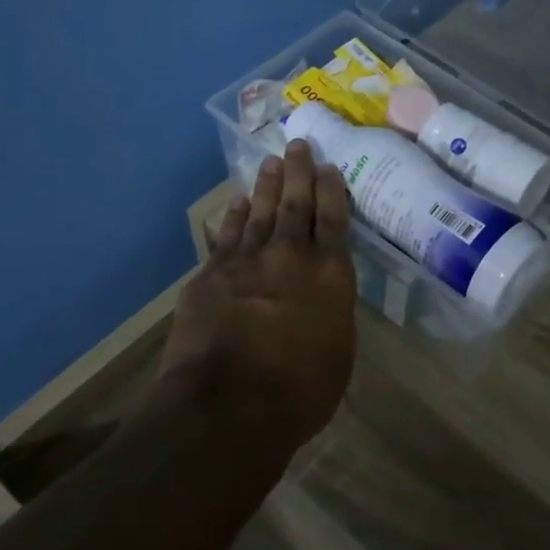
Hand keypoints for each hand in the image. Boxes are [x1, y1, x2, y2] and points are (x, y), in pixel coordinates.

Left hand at [159, 141, 357, 453]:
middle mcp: (290, 256)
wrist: (229, 405)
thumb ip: (332, 312)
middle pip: (295, 204)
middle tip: (299, 144)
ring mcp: (246, 260)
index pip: (334, 220)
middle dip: (299, 172)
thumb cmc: (300, 392)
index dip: (332, 190)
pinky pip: (226, 234)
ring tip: (271, 162)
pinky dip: (234, 215)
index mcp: (330, 274)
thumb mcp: (338, 353)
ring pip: (259, 211)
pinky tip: (238, 201)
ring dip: (266, 185)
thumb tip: (323, 295)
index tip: (329, 167)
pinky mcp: (211, 274)